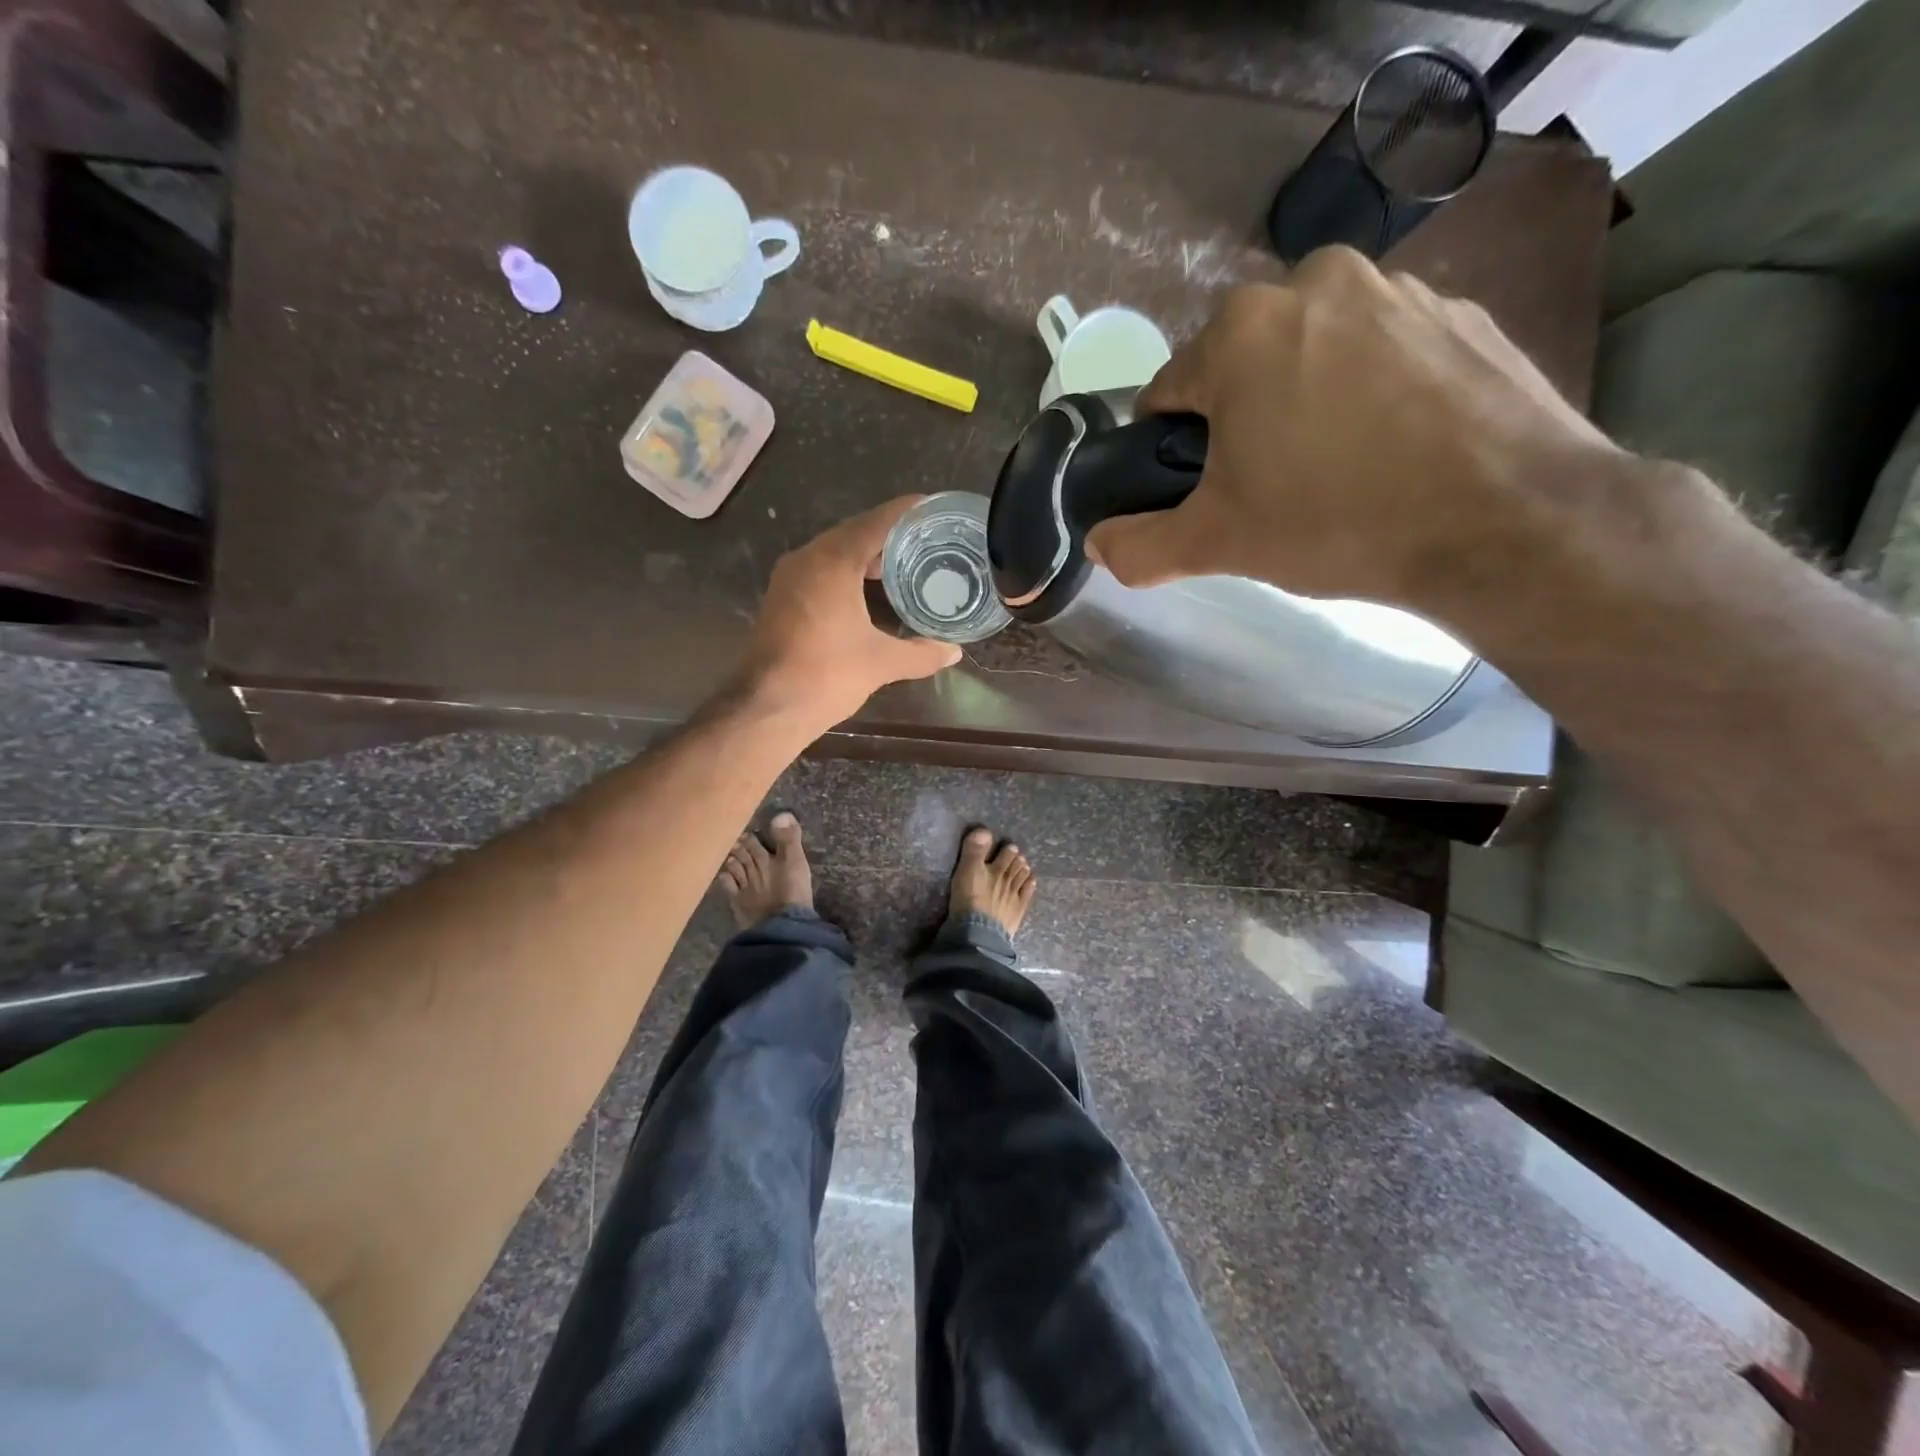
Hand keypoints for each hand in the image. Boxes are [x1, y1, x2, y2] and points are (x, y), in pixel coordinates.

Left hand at [742, 495, 961, 730]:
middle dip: (889, 535)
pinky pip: (821, 570)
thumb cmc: (826, 675)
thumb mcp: (882, 663)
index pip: (876, 523)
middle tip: (926, 541)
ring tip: (903, 565)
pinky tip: (868, 591)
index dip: (906, 513)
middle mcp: (807, 559)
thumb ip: (921, 654)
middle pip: (854, 533)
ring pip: (834, 551)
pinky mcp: (782, 597)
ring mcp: (789, 577)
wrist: (767, 707)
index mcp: (833, 562)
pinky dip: (847, 572)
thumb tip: (954, 651)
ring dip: (866, 555)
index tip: (932, 509)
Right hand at [1086, 247, 1618, 611]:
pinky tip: (1394, 449)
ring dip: (1305, 402)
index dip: (1170, 450)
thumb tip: (1098, 543)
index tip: (1201, 491)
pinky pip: (1382, 354)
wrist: (1504, 520)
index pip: (1168, 392)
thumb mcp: (1218, 544)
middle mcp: (1314, 284)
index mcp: (1240, 332)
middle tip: (1271, 487)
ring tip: (1338, 470)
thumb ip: (1140, 545)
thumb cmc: (1336, 521)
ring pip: (1313, 354)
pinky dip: (1372, 393)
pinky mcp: (1461, 313)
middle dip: (1240, 422)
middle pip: (1241, 367)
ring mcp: (1397, 290)